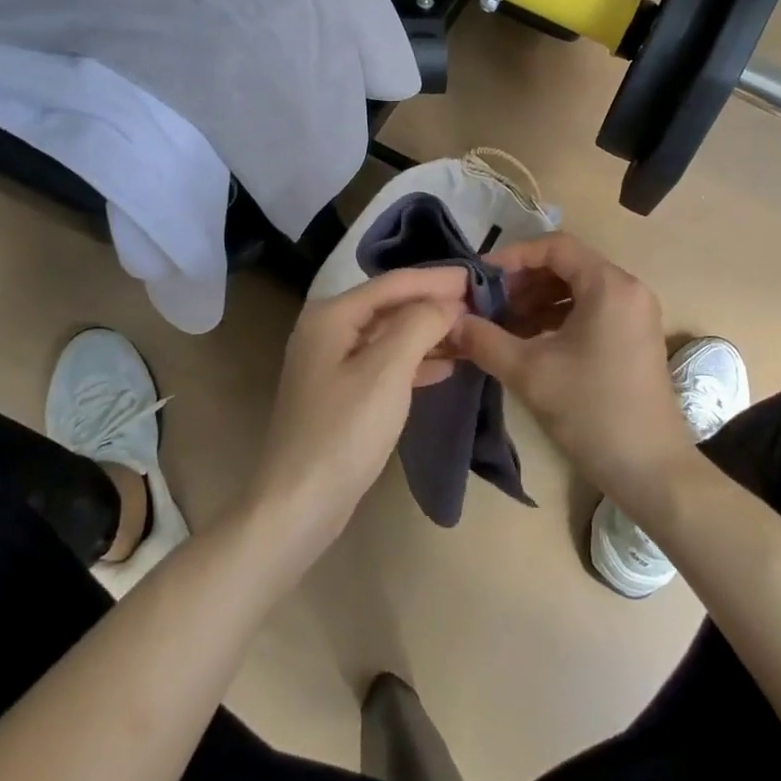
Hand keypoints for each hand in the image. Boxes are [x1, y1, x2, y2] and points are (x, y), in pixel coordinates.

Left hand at [250, 267, 467, 549]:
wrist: (299, 504)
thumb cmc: (344, 431)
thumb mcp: (387, 371)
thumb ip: (419, 324)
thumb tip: (448, 302)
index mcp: (332, 315)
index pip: (394, 283)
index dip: (437, 278)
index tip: (479, 276)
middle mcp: (328, 329)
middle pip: (391, 305)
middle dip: (434, 304)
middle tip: (481, 303)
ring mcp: (332, 362)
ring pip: (390, 335)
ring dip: (428, 332)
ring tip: (471, 332)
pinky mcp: (341, 392)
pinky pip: (385, 362)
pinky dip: (415, 360)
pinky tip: (446, 365)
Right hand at [450, 233, 693, 511]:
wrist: (652, 471)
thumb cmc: (592, 411)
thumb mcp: (529, 372)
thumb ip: (485, 339)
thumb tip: (451, 321)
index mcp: (609, 285)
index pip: (555, 246)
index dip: (513, 256)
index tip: (480, 277)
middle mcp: (627, 289)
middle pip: (566, 266)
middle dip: (523, 282)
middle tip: (488, 303)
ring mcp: (635, 314)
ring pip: (577, 290)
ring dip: (537, 301)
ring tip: (502, 325)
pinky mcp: (634, 338)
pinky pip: (590, 311)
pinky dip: (557, 319)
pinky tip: (528, 342)